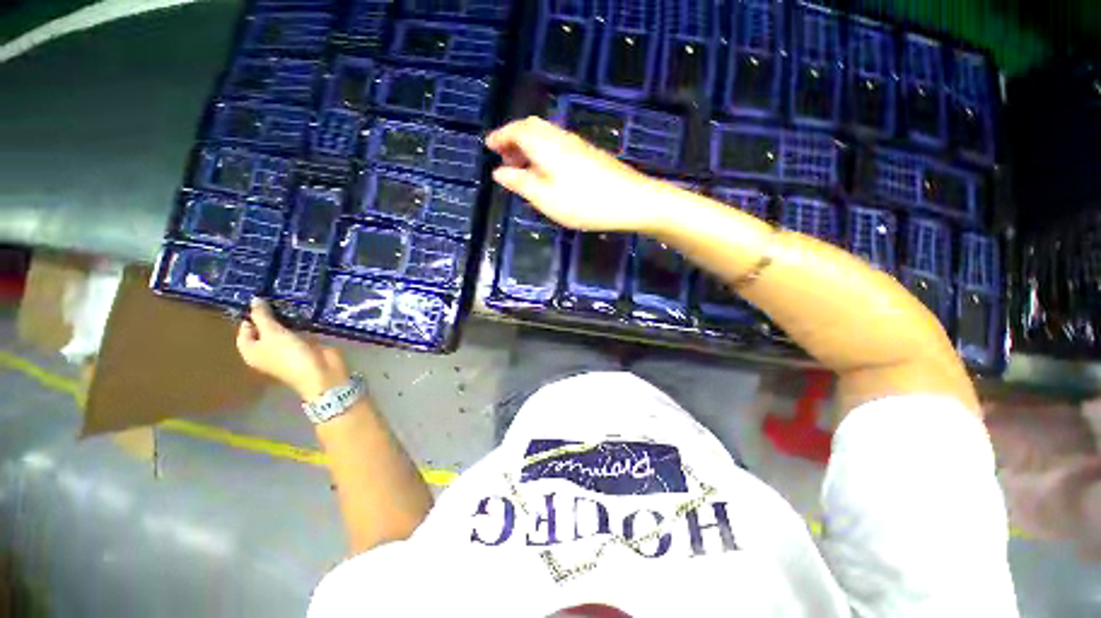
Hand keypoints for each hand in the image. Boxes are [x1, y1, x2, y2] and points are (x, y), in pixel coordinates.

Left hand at [236, 298, 349, 400]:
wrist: (320, 371)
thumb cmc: (289, 355)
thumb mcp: (272, 333)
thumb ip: (262, 316)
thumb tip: (254, 299)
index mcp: (251, 350)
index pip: (245, 329)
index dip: (250, 315)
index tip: (261, 298)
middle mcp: (267, 349)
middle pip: (264, 328)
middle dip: (270, 314)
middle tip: (275, 294)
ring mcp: (287, 347)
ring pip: (283, 328)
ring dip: (287, 316)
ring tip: (289, 297)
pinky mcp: (305, 345)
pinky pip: (300, 330)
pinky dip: (301, 321)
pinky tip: (304, 309)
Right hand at [486, 117, 664, 232]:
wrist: (631, 200)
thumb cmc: (584, 203)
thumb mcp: (545, 198)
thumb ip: (520, 183)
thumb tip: (498, 172)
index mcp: (545, 145)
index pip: (516, 130)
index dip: (500, 136)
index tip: (489, 146)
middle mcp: (560, 137)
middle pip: (532, 128)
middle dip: (514, 139)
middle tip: (504, 159)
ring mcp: (577, 144)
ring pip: (546, 136)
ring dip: (529, 147)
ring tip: (522, 168)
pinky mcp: (588, 154)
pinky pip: (557, 145)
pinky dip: (544, 153)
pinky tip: (546, 173)